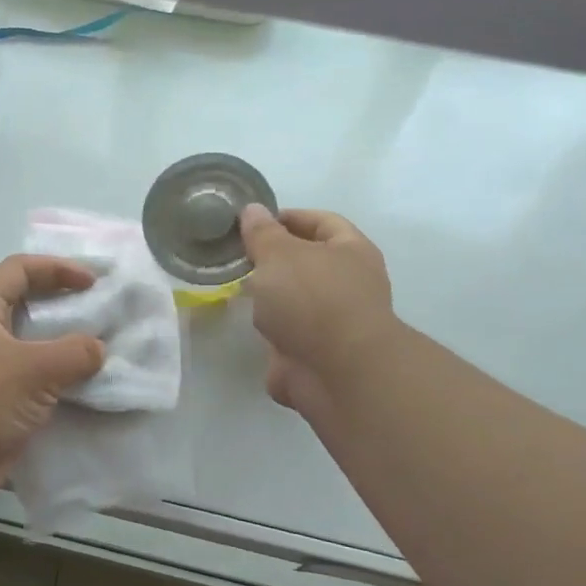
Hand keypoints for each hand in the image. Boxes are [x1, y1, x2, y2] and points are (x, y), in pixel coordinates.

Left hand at [0, 256, 106, 504]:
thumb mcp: (33, 368)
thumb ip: (74, 353)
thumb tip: (98, 349)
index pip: (20, 269)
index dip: (57, 268)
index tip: (93, 282)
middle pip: (27, 304)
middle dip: (65, 306)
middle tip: (103, 313)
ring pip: (32, 345)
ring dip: (65, 347)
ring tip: (103, 350)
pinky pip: (33, 380)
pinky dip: (59, 380)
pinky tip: (87, 388)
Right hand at [240, 205, 398, 421]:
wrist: (336, 374)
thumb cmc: (313, 299)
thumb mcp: (280, 254)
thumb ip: (262, 233)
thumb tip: (253, 211)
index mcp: (351, 250)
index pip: (320, 220)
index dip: (287, 217)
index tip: (251, 222)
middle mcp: (347, 283)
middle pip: (306, 262)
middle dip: (272, 259)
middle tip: (237, 255)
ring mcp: (333, 322)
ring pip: (295, 300)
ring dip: (269, 297)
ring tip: (235, 288)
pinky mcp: (316, 353)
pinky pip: (286, 333)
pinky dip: (269, 331)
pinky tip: (245, 324)